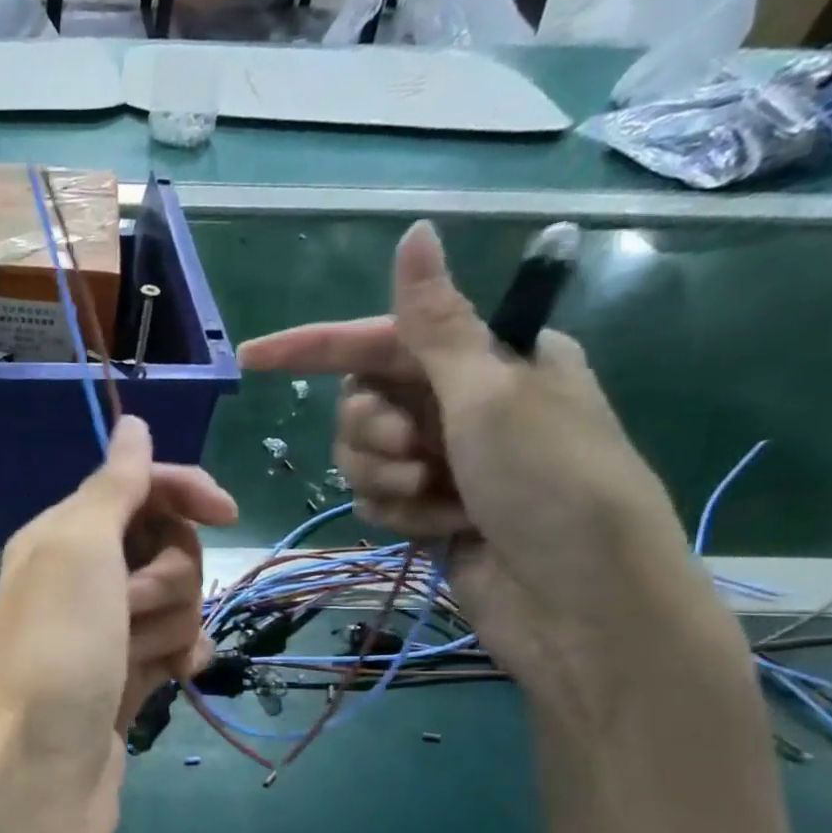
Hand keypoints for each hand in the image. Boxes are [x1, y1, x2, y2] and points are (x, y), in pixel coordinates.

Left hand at [0, 416, 236, 832]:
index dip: (184, 490)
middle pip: (164, 545)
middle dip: (169, 573)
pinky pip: (174, 648)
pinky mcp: (124, 682)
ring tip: (139, 658)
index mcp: (60, 537)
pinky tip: (176, 676)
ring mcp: (103, 634)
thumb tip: (131, 424)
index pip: (137, 486)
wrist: (35, 777)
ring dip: (171, 623)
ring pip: (175, 600)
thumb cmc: (56, 653)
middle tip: (132, 609)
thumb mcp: (78, 550)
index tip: (228, 513)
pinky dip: (180, 656)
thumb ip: (111, 486)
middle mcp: (79, 580)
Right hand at [238, 221, 732, 713]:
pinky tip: (442, 529)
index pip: (380, 340)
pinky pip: (378, 501)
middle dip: (372, 430)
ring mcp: (446, 463)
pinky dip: (401, 514)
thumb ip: (436, 324)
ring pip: (363, 457)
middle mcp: (462, 406)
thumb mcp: (491, 394)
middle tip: (411, 450)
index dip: (314, 347)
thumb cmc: (550, 482)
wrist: (580, 600)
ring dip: (385, 477)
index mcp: (486, 360)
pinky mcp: (430, 513)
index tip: (252, 359)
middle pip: (363, 404)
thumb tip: (415, 232)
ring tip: (431, 496)